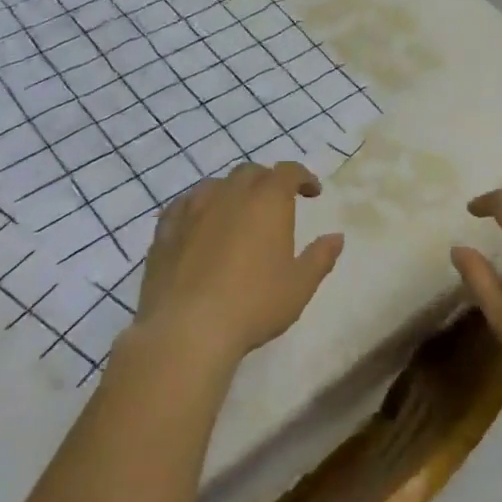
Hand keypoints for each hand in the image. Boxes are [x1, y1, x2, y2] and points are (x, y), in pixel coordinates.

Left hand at [134, 162, 344, 365]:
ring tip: (237, 213)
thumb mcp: (299, 285)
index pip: (288, 172)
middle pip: (250, 172)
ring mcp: (192, 209)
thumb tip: (336, 237)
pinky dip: (198, 208)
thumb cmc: (253, 304)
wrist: (187, 329)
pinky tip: (199, 225)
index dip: (303, 177)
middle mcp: (229, 194)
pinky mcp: (164, 230)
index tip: (312, 192)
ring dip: (231, 192)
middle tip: (276, 203)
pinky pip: (184, 206)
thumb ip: (320, 257)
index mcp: (267, 201)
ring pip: (215, 185)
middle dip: (267, 181)